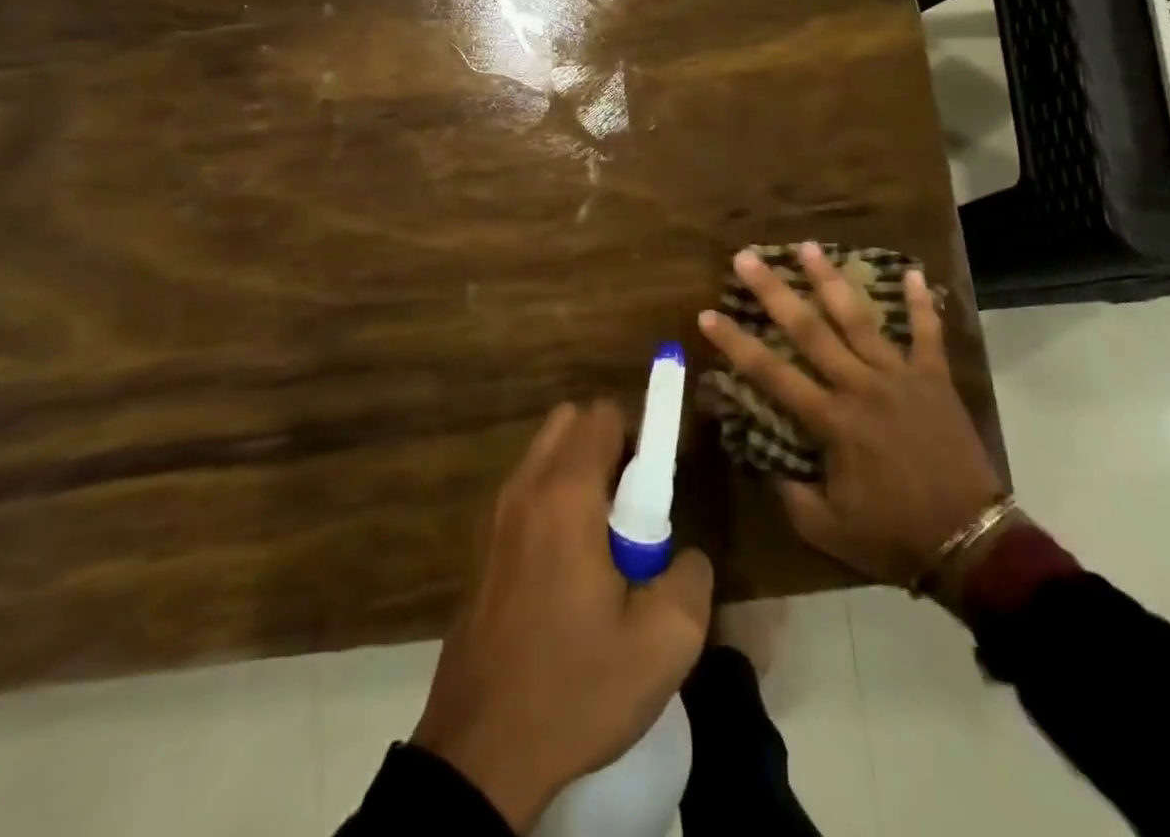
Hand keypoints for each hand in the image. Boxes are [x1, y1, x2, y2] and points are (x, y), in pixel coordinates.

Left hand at [411, 401, 713, 831]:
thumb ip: (690, 577)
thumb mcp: (663, 644)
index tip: (656, 482)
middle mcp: (524, 487)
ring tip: (602, 543)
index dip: (639, 433)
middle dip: (607, 444)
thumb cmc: (574, 688)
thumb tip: (684, 554)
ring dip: (579, 473)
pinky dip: (552, 499)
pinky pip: (525, 491)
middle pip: (569, 421)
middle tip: (632, 507)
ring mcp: (494, 515)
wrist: (479, 755)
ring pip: (544, 455)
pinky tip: (567, 570)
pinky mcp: (480, 546)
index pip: (603, 414)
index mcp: (565, 494)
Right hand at [698, 243, 1005, 590]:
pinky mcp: (936, 379)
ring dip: (831, 281)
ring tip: (808, 246)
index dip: (736, 343)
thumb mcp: (827, 528)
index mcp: (832, 421)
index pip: (771, 373)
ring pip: (859, 319)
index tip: (707, 314)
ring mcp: (901, 377)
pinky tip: (915, 273)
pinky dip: (922, 304)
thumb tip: (765, 460)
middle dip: (774, 292)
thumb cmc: (894, 536)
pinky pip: (929, 334)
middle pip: (809, 330)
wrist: (972, 543)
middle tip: (747, 257)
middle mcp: (860, 386)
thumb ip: (790, 492)